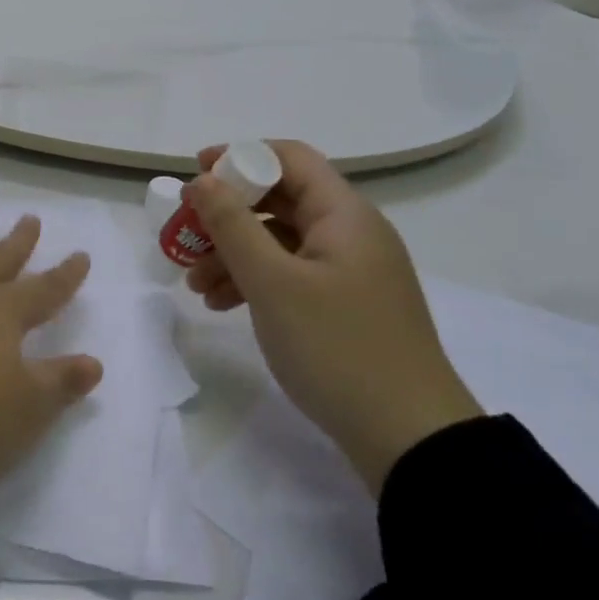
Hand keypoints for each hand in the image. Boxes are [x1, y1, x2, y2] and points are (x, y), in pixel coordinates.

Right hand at [185, 142, 481, 494]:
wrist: (412, 442)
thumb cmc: (338, 348)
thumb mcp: (273, 283)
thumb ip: (231, 225)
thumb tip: (201, 180)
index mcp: (343, 214)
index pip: (288, 157)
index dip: (240, 156)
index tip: (196, 174)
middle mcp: (350, 233)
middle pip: (280, 200)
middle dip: (228, 215)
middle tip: (186, 235)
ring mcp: (351, 272)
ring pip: (281, 241)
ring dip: (235, 253)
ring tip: (195, 284)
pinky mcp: (347, 306)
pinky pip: (292, 274)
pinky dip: (256, 281)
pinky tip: (222, 305)